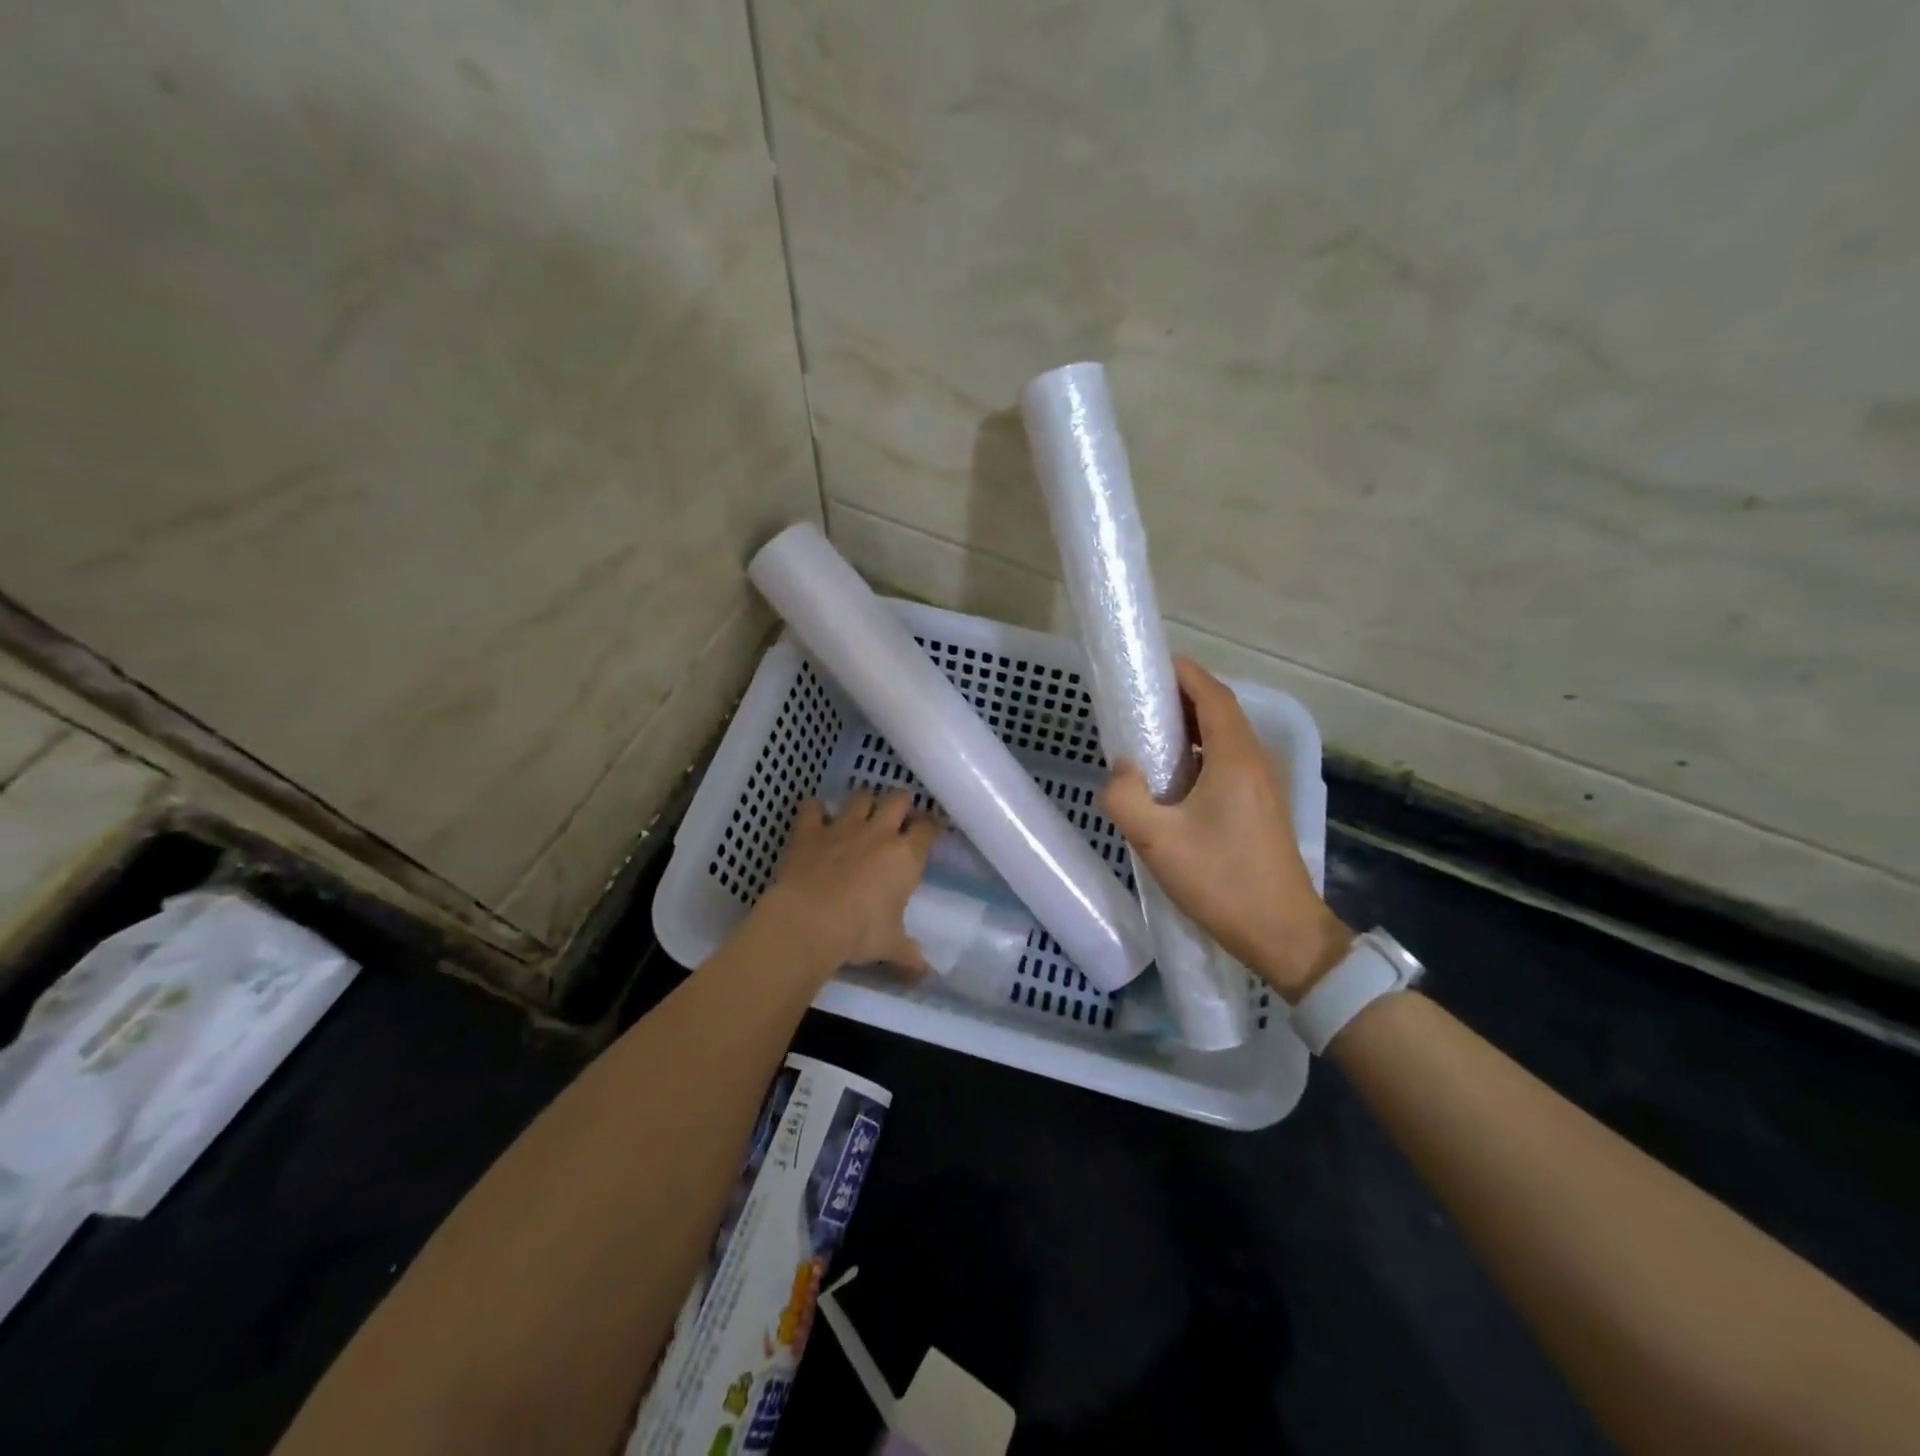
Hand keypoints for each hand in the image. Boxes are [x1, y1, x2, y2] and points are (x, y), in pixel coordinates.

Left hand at [757, 789, 937, 976]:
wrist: (809, 921)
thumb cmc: (859, 933)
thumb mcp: (891, 947)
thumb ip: (910, 956)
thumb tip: (926, 975)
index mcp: (906, 857)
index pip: (927, 829)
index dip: (931, 826)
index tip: (930, 831)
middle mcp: (879, 833)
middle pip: (898, 799)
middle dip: (901, 802)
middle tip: (899, 814)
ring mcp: (843, 827)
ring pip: (860, 796)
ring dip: (863, 800)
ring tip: (862, 810)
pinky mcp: (811, 831)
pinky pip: (812, 807)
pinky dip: (815, 808)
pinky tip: (815, 814)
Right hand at [1103, 657, 1352, 1000]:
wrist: (1283, 933)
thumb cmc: (1222, 882)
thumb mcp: (1158, 841)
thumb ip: (1126, 798)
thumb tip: (1119, 771)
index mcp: (1235, 757)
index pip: (1212, 695)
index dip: (1184, 673)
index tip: (1150, 666)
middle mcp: (1254, 761)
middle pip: (1220, 710)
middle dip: (1182, 697)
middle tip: (1138, 700)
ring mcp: (1263, 785)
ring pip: (1226, 737)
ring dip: (1191, 726)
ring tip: (1149, 733)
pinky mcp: (1261, 807)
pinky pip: (1229, 761)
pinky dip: (1200, 752)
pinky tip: (1173, 777)